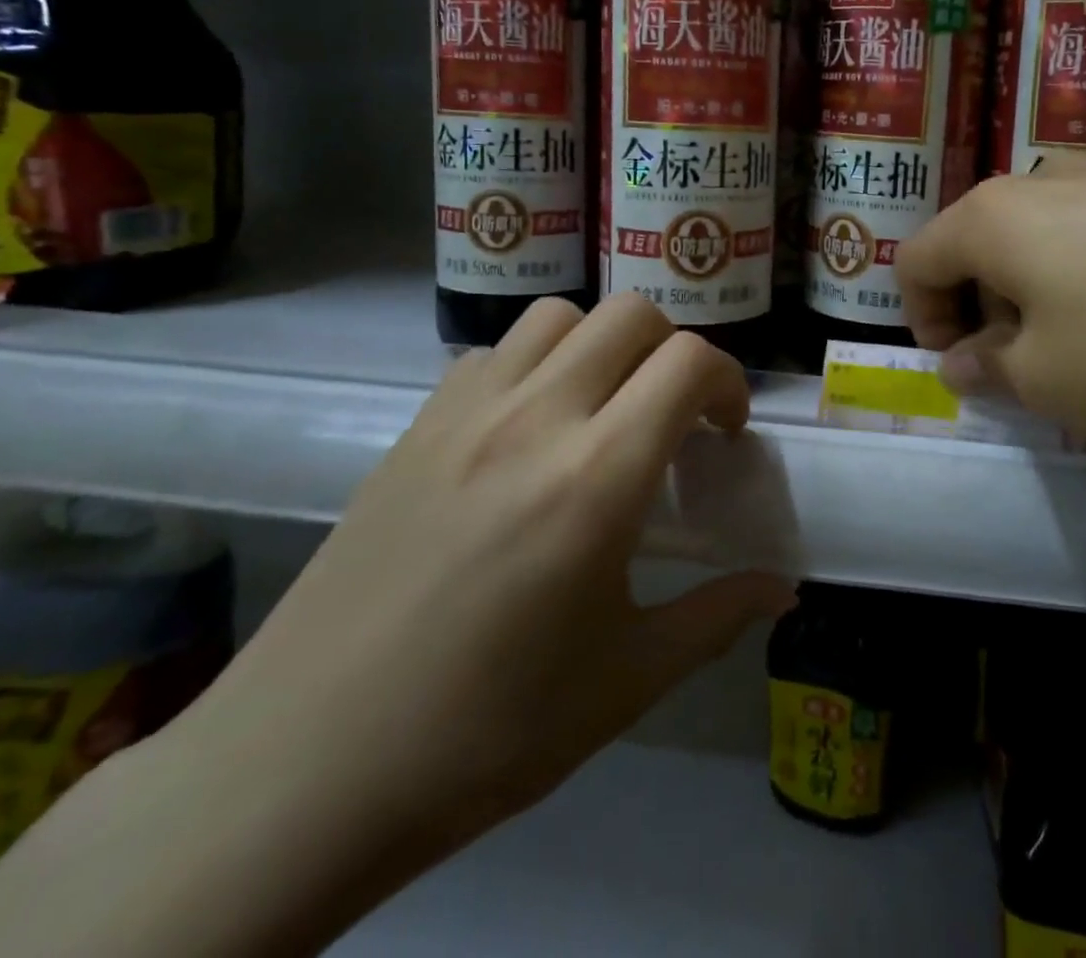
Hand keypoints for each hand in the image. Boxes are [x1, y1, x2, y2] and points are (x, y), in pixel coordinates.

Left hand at [204, 291, 790, 837]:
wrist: (301, 770)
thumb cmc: (483, 731)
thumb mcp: (624, 682)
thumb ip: (716, 618)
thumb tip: (784, 591)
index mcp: (595, 478)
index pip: (687, 363)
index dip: (727, 381)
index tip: (725, 431)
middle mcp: (535, 420)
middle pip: (630, 315)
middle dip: (674, 351)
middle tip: (674, 415)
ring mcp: (465, 414)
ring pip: (559, 316)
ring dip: (602, 344)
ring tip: (604, 407)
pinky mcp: (415, 426)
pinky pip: (495, 351)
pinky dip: (537, 362)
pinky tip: (529, 428)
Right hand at [896, 158, 1085, 441]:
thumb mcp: (1048, 382)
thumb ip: (989, 369)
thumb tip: (965, 361)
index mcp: (993, 216)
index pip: (916, 259)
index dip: (922, 318)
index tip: (961, 367)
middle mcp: (1044, 177)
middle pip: (979, 241)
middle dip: (983, 306)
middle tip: (1023, 365)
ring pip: (1044, 232)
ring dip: (1040, 289)